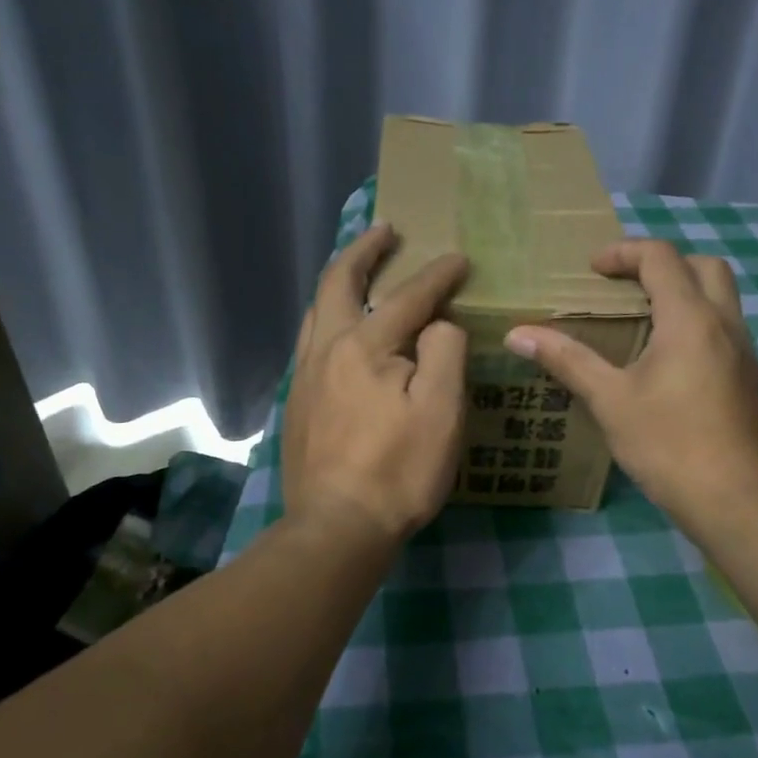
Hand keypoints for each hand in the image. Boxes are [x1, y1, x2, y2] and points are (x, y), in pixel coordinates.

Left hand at [282, 223, 469, 545]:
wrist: (337, 527)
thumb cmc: (398, 470)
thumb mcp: (441, 410)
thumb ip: (443, 352)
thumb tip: (436, 324)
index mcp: (363, 346)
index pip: (407, 298)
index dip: (437, 275)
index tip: (459, 259)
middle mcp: (325, 349)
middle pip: (338, 283)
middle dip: (364, 250)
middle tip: (385, 230)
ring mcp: (304, 377)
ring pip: (316, 311)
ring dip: (340, 282)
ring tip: (359, 271)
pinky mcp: (298, 403)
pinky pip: (311, 341)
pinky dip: (329, 317)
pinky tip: (341, 332)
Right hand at [503, 240, 757, 533]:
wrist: (739, 503)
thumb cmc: (670, 445)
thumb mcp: (610, 401)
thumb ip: (567, 360)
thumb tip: (517, 334)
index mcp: (691, 319)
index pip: (661, 257)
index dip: (623, 252)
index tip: (592, 270)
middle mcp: (726, 324)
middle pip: (704, 265)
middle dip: (663, 264)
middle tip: (625, 287)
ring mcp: (745, 352)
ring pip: (721, 297)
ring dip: (683, 293)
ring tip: (640, 321)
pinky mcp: (750, 378)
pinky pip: (724, 328)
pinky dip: (695, 322)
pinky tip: (666, 362)